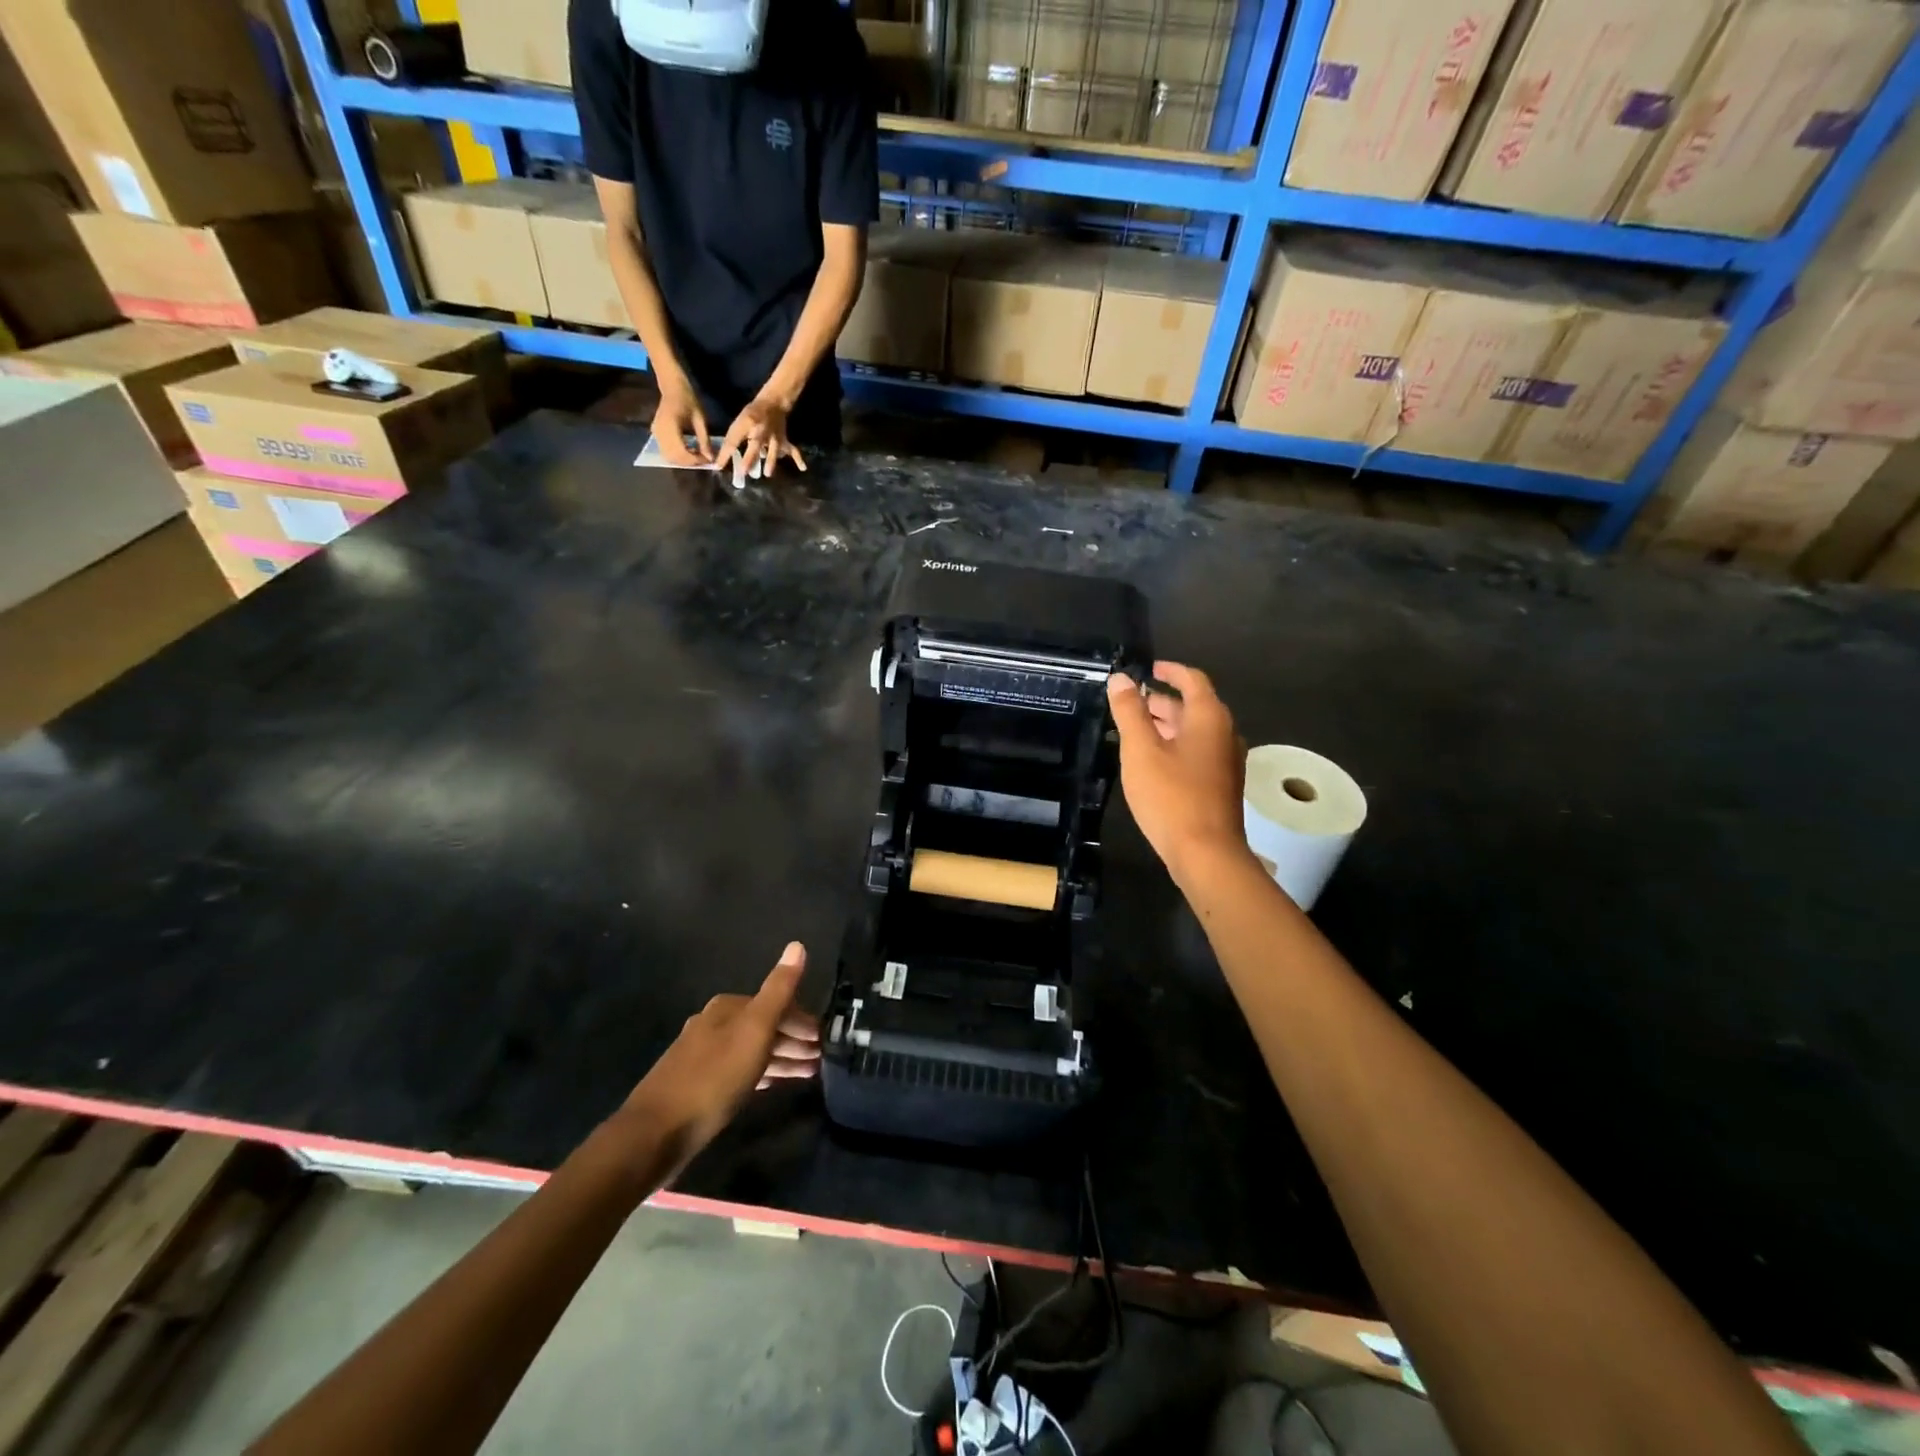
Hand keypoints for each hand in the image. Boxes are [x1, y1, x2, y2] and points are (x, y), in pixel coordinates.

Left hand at [621, 942, 819, 1160]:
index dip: (802, 1021)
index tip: (824, 1040)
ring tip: (808, 1074)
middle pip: (763, 1027)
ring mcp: (702, 1055)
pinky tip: (772, 1084)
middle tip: (821, 1059)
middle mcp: (713, 1024)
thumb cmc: (714, 1078)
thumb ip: (778, 990)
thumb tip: (797, 945)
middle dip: (793, 1040)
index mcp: (727, 1008)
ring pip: (752, 1050)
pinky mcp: (697, 1085)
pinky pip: (740, 1070)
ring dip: (781, 1058)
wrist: (656, 1133)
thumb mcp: (754, 1031)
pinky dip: (761, 1073)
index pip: (776, 1005)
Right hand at [651, 387, 712, 465]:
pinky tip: (689, 450)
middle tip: (703, 459)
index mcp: (670, 425)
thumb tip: (711, 459)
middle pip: (673, 458)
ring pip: (668, 457)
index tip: (708, 460)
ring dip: (683, 461)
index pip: (681, 452)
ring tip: (697, 455)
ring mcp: (655, 433)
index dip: (695, 460)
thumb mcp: (700, 420)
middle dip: (690, 462)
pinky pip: (665, 451)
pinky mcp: (655, 434)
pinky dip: (677, 456)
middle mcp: (659, 431)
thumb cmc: (688, 400)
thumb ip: (704, 440)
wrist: (672, 387)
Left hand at [718, 396, 805, 479]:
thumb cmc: (752, 415)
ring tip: (767, 474)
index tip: (717, 467)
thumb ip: (731, 442)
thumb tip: (721, 461)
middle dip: (750, 459)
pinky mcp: (784, 440)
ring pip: (773, 450)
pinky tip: (803, 468)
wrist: (773, 402)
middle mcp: (762, 432)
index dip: (725, 454)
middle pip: (755, 447)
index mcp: (748, 426)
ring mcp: (775, 437)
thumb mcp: (739, 424)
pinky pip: (792, 450)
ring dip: (770, 461)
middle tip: (745, 472)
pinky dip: (798, 459)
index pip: (733, 441)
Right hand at [1106, 663, 1249, 880]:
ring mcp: (1226, 761)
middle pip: (1194, 706)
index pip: (1193, 680)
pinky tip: (1152, 761)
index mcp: (1209, 718)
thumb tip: (1121, 679)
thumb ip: (1129, 712)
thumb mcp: (1141, 750)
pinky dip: (1175, 745)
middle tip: (1132, 701)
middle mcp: (1225, 734)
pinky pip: (1198, 752)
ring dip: (1168, 724)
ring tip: (1136, 729)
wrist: (1206, 853)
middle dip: (1163, 700)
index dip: (1170, 670)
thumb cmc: (1171, 796)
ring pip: (1195, 731)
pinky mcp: (1221, 785)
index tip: (1149, 668)